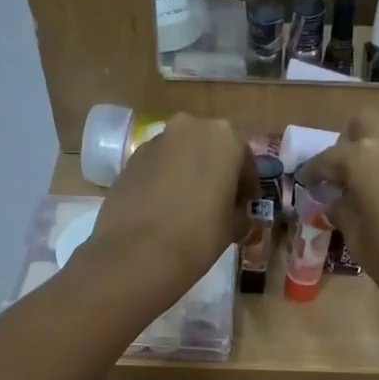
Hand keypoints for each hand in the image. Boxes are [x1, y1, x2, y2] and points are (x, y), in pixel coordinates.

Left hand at [86, 114, 254, 297]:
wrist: (138, 251)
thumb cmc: (199, 235)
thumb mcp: (234, 227)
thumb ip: (241, 214)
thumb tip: (238, 216)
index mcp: (225, 138)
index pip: (245, 160)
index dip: (248, 186)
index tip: (246, 207)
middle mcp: (190, 128)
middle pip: (211, 149)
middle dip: (217, 172)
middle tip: (218, 203)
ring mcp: (156, 141)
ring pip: (181, 155)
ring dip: (188, 174)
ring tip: (189, 207)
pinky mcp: (130, 159)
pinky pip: (157, 167)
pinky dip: (165, 181)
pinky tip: (164, 209)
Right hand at [296, 111, 378, 325]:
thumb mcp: (360, 243)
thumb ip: (344, 213)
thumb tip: (337, 202)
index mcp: (366, 159)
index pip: (330, 157)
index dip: (314, 171)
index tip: (306, 183)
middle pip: (366, 123)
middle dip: (349, 143)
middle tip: (341, 175)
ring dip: (377, 154)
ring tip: (367, 189)